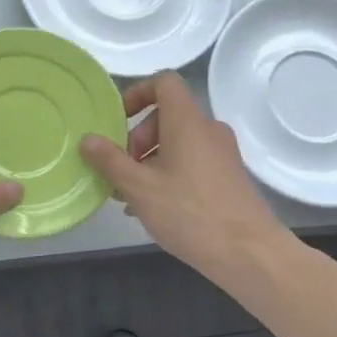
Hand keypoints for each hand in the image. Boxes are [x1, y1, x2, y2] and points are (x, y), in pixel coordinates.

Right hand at [80, 72, 285, 282]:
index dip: (137, 93)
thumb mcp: (139, 187)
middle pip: (167, 116)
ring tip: (131, 195)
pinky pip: (192, 162)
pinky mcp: (228, 177)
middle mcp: (208, 129)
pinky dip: (169, 173)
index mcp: (187, 121)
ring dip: (150, 161)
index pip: (164, 82)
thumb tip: (87, 139)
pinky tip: (153, 207)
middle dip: (138, 139)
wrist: (249, 253)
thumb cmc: (189, 212)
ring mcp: (222, 153)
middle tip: (122, 171)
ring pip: (178, 142)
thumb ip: (110, 160)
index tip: (118, 120)